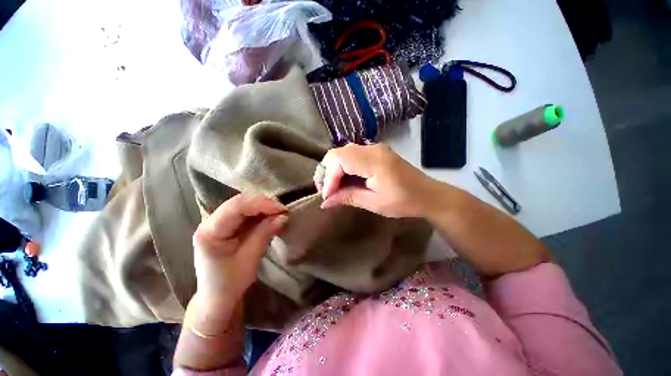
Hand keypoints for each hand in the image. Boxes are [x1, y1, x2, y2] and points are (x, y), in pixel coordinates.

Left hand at [192, 194, 287, 306]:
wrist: (217, 297)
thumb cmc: (230, 282)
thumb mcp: (249, 258)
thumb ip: (264, 233)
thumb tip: (283, 216)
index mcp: (209, 232)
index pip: (235, 207)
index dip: (261, 204)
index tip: (281, 209)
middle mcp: (209, 222)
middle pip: (239, 202)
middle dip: (263, 203)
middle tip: (282, 210)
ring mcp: (217, 222)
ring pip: (243, 204)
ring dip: (263, 206)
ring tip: (278, 213)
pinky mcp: (226, 225)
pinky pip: (245, 212)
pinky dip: (260, 212)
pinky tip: (270, 216)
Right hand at [315, 143, 440, 217]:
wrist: (427, 194)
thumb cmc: (403, 201)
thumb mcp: (374, 203)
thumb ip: (347, 198)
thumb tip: (324, 202)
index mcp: (374, 161)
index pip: (339, 160)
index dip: (328, 177)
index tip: (327, 196)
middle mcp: (372, 148)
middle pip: (337, 153)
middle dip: (326, 172)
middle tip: (325, 191)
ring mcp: (374, 148)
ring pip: (342, 153)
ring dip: (333, 169)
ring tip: (331, 187)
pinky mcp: (375, 152)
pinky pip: (351, 155)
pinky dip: (342, 167)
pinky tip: (343, 180)